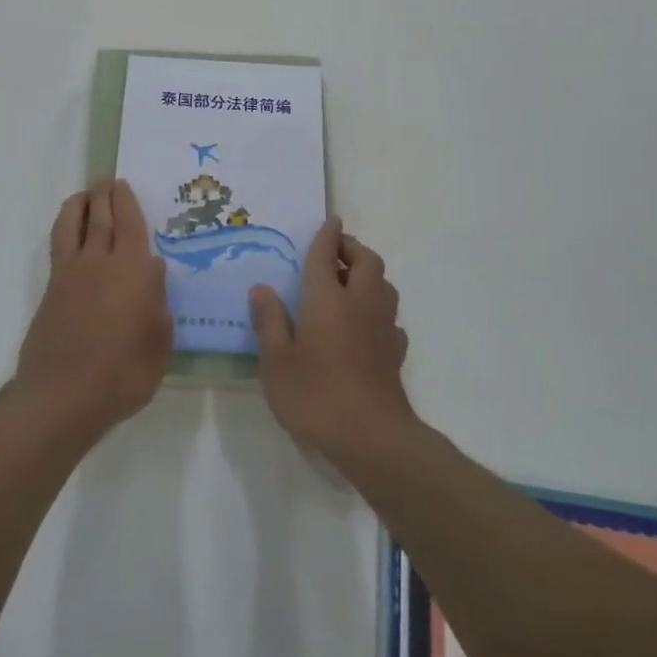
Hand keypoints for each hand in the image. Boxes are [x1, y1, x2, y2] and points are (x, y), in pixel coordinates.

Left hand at [11, 179, 172, 437]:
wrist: (63, 395)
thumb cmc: (123, 374)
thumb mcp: (159, 342)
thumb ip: (158, 302)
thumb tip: (152, 270)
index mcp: (133, 270)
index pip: (130, 223)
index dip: (126, 200)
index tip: (123, 184)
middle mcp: (100, 262)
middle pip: (100, 216)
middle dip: (103, 194)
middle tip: (106, 181)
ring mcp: (70, 274)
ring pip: (71, 224)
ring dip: (78, 204)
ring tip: (84, 196)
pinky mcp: (51, 290)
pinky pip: (59, 246)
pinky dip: (65, 229)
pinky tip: (71, 235)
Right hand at [250, 219, 413, 464]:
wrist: (372, 437)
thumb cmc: (315, 394)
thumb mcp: (276, 361)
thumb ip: (269, 321)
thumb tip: (261, 288)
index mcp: (327, 300)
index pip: (326, 256)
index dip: (327, 235)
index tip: (330, 219)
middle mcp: (360, 304)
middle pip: (367, 262)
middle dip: (352, 248)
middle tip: (335, 251)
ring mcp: (382, 328)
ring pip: (384, 285)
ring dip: (368, 274)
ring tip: (347, 283)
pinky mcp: (395, 352)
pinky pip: (390, 317)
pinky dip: (378, 309)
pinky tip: (365, 325)